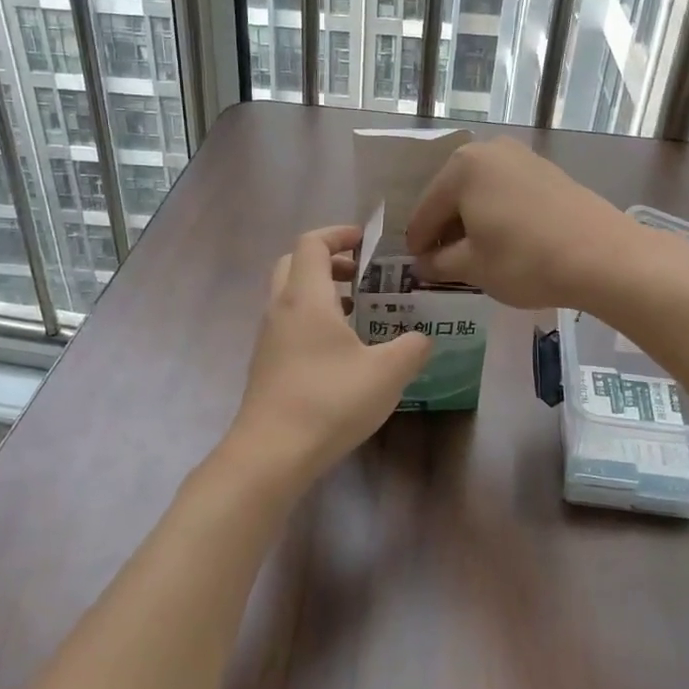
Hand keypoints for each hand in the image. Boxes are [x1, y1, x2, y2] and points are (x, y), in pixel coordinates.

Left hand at [225, 225, 431, 494]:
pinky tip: (341, 352)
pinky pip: (288, 324)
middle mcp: (281, 309)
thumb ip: (412, 348)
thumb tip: (422, 339)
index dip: (339, 234)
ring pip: (290, 296)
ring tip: (359, 313)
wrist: (271, 454)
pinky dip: (313, 320)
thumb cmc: (329, 401)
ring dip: (321, 292)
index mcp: (306, 297)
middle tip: (362, 275)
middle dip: (328, 261)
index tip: (366, 242)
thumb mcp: (387, 374)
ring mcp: (268, 338)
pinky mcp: (266, 365)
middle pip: (295, 263)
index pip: (312, 243)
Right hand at [404, 138, 652, 310]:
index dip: (418, 244)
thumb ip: (439, 263)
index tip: (417, 268)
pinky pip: (507, 192)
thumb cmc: (525, 260)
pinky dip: (498, 214)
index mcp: (462, 168)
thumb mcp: (473, 267)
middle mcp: (489, 151)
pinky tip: (504, 240)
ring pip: (481, 193)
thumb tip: (422, 263)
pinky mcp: (547, 171)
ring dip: (472, 221)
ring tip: (474, 255)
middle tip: (443, 263)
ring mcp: (521, 157)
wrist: (603, 256)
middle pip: (452, 196)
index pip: (426, 211)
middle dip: (446, 229)